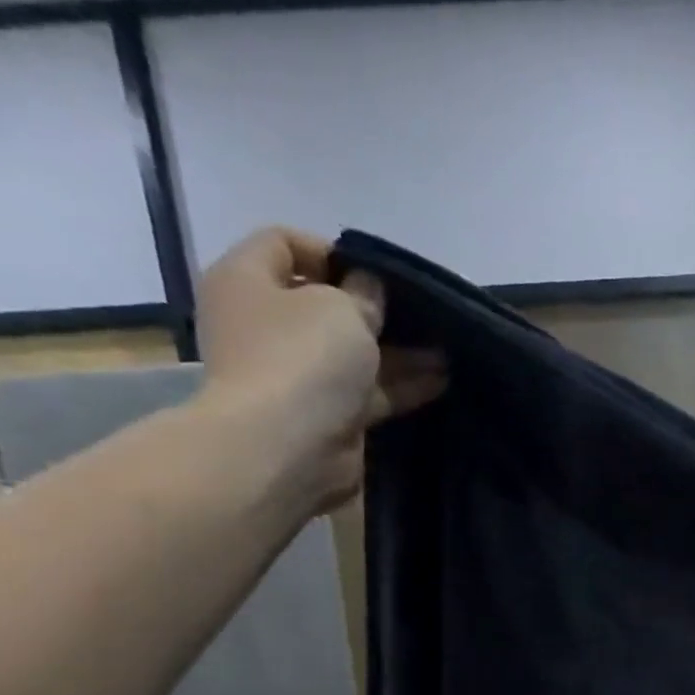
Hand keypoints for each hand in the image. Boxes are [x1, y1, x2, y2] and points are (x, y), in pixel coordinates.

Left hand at [194, 227, 445, 509]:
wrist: (288, 450)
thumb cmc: (302, 360)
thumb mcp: (341, 308)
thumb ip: (362, 292)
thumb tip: (368, 288)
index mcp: (249, 282)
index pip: (283, 244)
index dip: (332, 251)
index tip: (378, 272)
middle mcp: (267, 325)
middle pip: (325, 304)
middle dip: (375, 308)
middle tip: (420, 312)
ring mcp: (298, 374)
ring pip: (355, 353)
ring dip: (400, 351)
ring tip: (446, 349)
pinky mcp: (329, 415)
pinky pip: (370, 392)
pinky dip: (403, 385)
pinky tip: (441, 380)